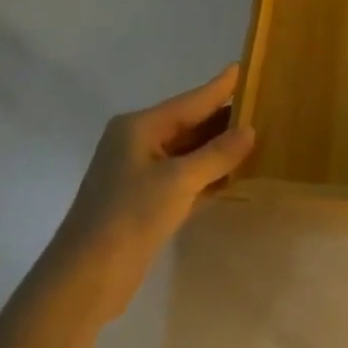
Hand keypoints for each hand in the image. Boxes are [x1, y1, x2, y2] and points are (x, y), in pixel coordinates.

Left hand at [46, 64, 255, 323]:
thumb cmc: (129, 217)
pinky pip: (185, 177)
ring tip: (258, 136)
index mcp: (139, 127)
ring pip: (189, 152)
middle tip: (263, 105)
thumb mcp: (178, 181)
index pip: (191, 101)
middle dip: (223, 118)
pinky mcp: (146, 202)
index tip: (243, 67)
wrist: (84, 280)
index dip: (219, 87)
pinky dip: (208, 175)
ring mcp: (140, 173)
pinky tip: (235, 175)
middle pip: (190, 124)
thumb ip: (217, 154)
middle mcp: (138, 143)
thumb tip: (249, 130)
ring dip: (219, 149)